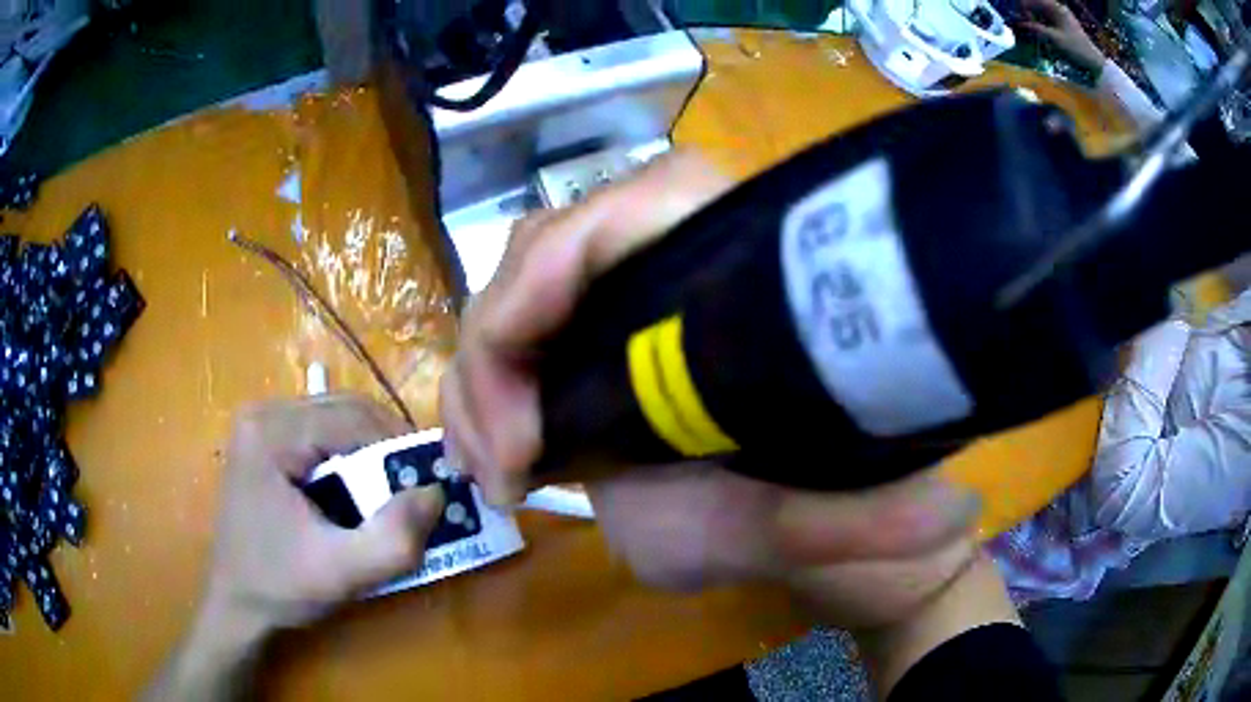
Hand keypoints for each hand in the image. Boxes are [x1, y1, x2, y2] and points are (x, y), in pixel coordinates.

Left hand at [150, 396, 442, 700]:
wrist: (235, 603)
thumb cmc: (280, 586)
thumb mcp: (342, 573)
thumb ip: (394, 538)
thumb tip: (436, 492)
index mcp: (271, 434)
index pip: (353, 418)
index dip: (399, 446)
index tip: (429, 483)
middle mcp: (262, 413)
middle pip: (344, 409)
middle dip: (385, 447)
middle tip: (411, 488)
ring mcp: (259, 423)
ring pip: (334, 416)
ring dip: (368, 449)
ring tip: (385, 492)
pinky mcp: (262, 439)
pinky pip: (319, 431)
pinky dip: (347, 454)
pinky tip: (351, 489)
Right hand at [441, 151, 982, 630]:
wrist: (792, 533)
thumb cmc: (804, 517)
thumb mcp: (811, 528)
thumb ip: (874, 526)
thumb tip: (958, 509)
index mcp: (729, 268)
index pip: (628, 206)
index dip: (554, 272)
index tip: (531, 409)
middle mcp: (667, 260)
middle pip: (546, 247)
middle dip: (495, 350)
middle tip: (508, 460)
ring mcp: (620, 299)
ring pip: (514, 290)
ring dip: (480, 379)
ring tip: (497, 469)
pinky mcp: (588, 341)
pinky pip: (511, 336)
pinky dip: (483, 393)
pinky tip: (494, 457)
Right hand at [1020, 0, 1105, 73]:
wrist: (1094, 61)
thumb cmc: (1076, 49)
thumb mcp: (1056, 39)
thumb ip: (1038, 29)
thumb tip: (1020, 24)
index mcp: (1056, 7)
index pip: (1033, 0)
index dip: (1024, 6)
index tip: (1020, 17)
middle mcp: (1057, 8)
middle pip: (1036, 5)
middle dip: (1028, 13)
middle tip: (1023, 24)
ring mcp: (1060, 16)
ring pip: (1041, 13)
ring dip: (1034, 19)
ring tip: (1030, 29)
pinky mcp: (1062, 25)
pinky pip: (1047, 20)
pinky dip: (1041, 24)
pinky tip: (1039, 32)